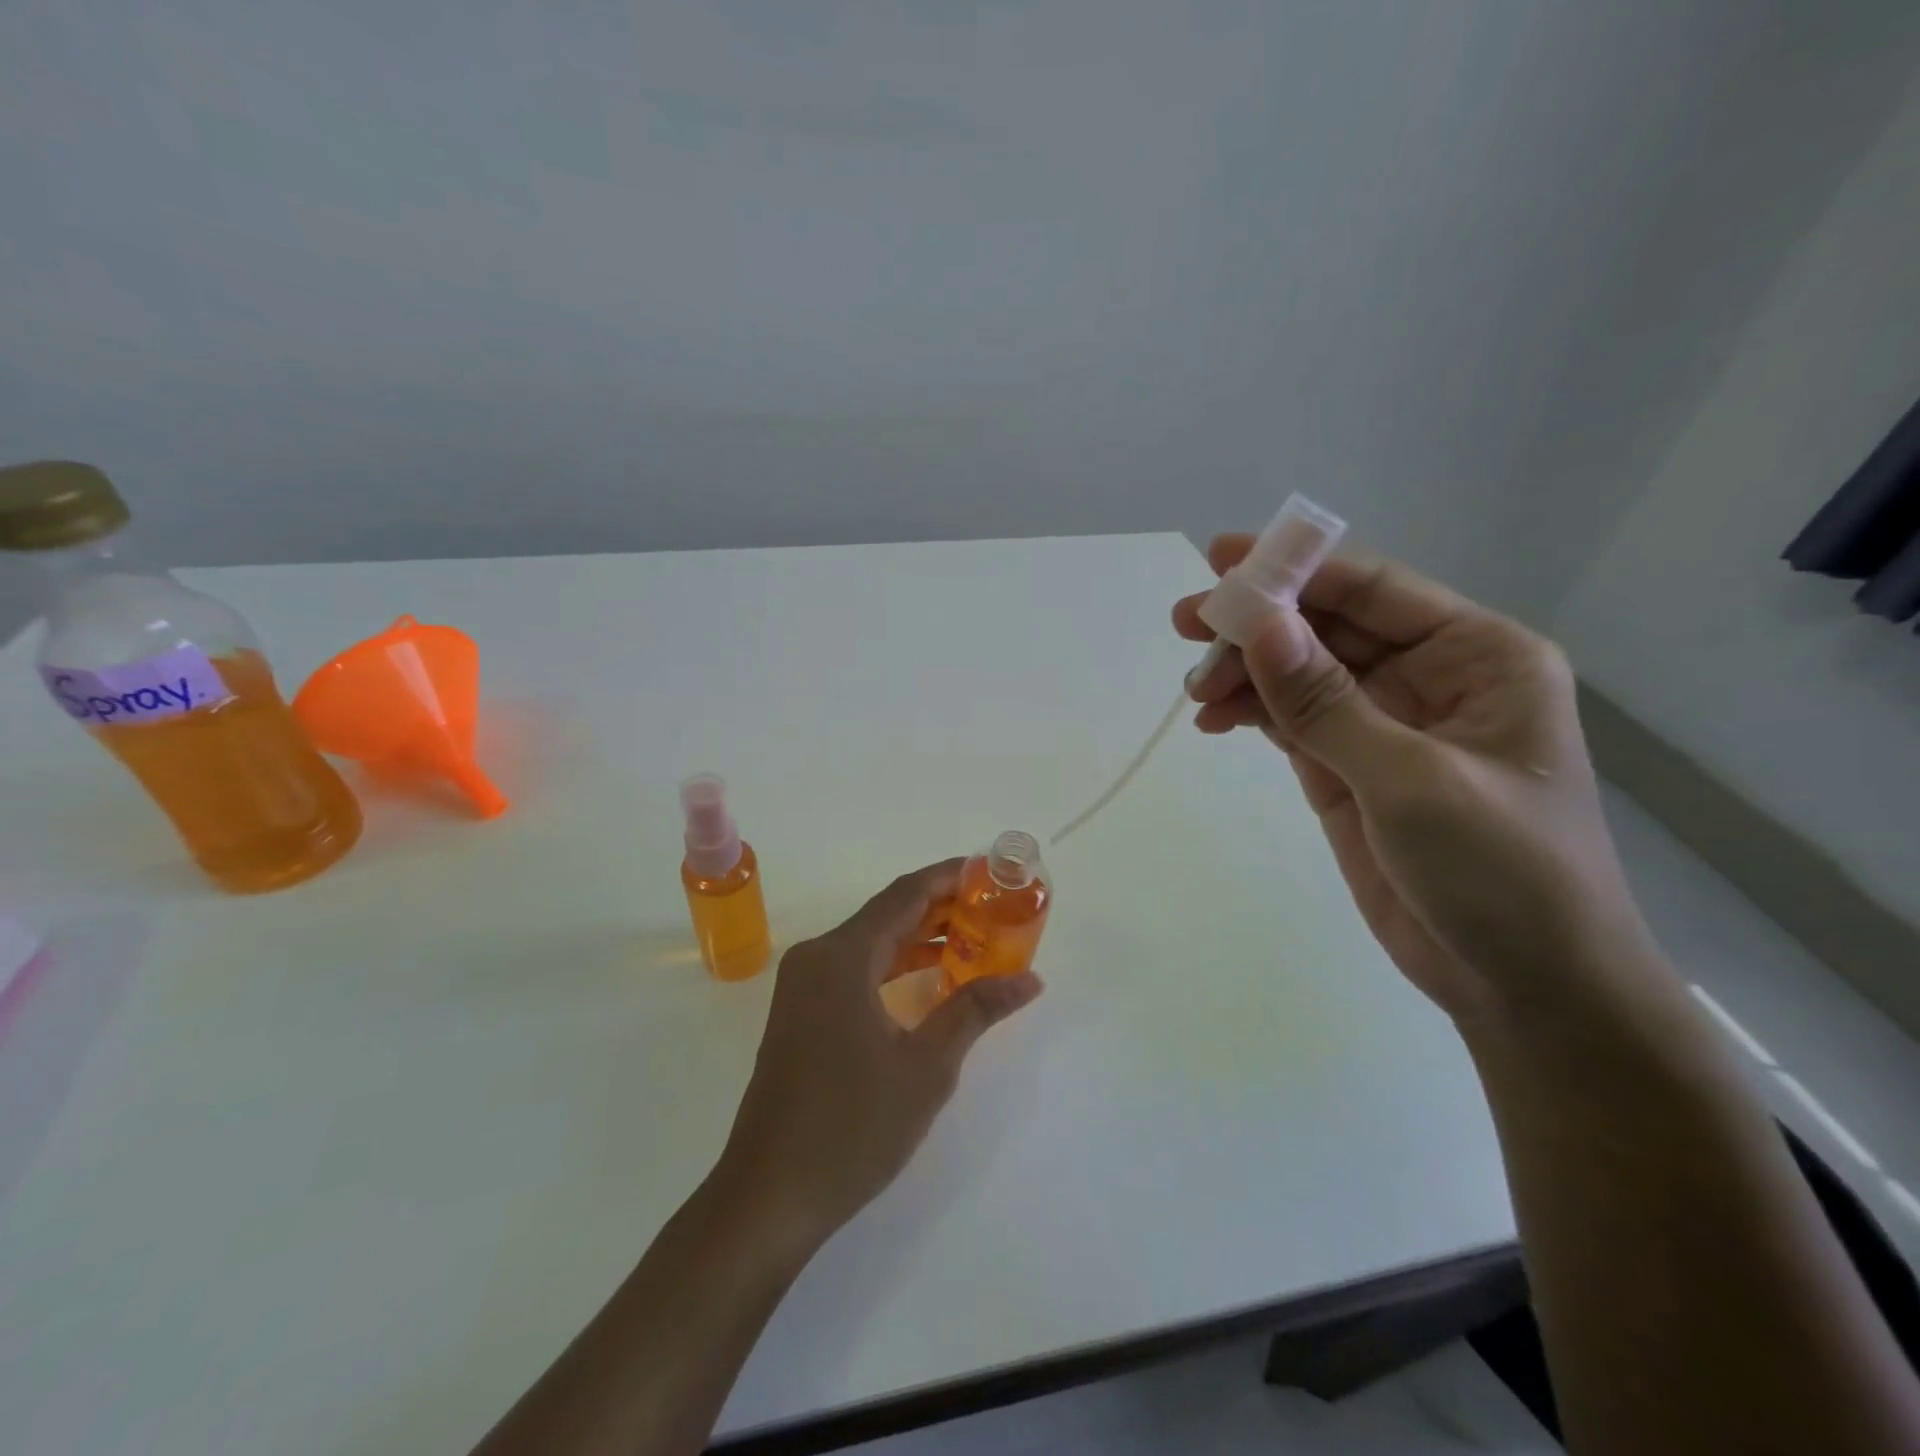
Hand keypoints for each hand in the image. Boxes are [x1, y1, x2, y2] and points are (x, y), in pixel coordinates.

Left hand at [712, 860, 1043, 1256]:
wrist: (769, 1197)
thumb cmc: (852, 1127)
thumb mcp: (926, 1067)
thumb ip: (975, 1010)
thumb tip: (1030, 979)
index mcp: (842, 956)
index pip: (905, 895)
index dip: (949, 877)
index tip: (990, 870)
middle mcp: (817, 957)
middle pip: (887, 914)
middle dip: (941, 907)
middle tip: (994, 906)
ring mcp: (804, 986)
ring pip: (871, 942)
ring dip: (919, 937)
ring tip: (975, 938)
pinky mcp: (801, 1013)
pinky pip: (855, 970)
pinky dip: (894, 965)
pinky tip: (931, 977)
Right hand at [1175, 540, 1658, 1023]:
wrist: (1525, 987)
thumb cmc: (1501, 872)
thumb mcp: (1410, 780)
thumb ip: (1326, 702)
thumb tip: (1257, 625)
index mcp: (1477, 657)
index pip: (1373, 591)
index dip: (1297, 570)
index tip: (1220, 561)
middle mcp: (1430, 679)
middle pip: (1328, 628)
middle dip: (1258, 625)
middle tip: (1184, 623)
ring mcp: (1385, 726)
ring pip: (1301, 674)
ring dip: (1246, 673)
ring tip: (1195, 691)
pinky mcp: (1350, 770)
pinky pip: (1292, 721)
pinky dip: (1251, 714)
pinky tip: (1212, 719)